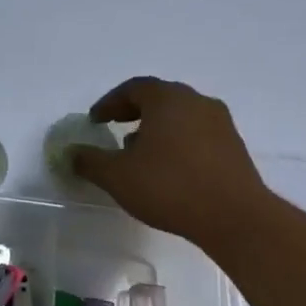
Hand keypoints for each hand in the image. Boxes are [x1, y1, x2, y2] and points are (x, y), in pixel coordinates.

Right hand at [69, 77, 270, 247]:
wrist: (234, 217)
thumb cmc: (169, 187)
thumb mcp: (116, 176)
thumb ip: (89, 161)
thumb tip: (71, 153)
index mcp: (167, 100)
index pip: (133, 88)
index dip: (109, 102)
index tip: (95, 121)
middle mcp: (197, 102)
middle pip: (159, 98)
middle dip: (133, 111)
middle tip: (114, 128)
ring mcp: (220, 124)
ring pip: (180, 116)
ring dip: (156, 127)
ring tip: (138, 152)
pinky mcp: (234, 147)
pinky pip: (197, 133)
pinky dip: (176, 141)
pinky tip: (166, 168)